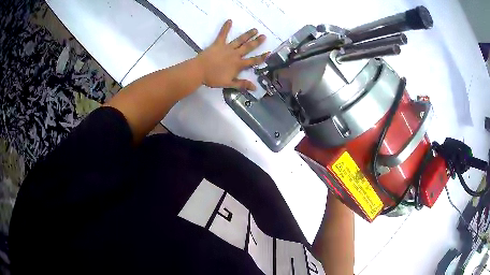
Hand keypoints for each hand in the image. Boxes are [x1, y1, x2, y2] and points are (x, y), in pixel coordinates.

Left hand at [195, 20, 268, 90]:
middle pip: (248, 47)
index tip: (269, 53)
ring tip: (255, 29)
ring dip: (248, 34)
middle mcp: (235, 54)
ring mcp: (227, 48)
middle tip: (264, 36)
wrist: (199, 71)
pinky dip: (226, 27)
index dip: (261, 57)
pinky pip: (222, 34)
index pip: (253, 61)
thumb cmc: (213, 78)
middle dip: (257, 42)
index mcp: (238, 64)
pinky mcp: (218, 43)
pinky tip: (229, 20)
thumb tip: (255, 88)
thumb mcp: (229, 83)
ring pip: (240, 40)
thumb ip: (242, 84)